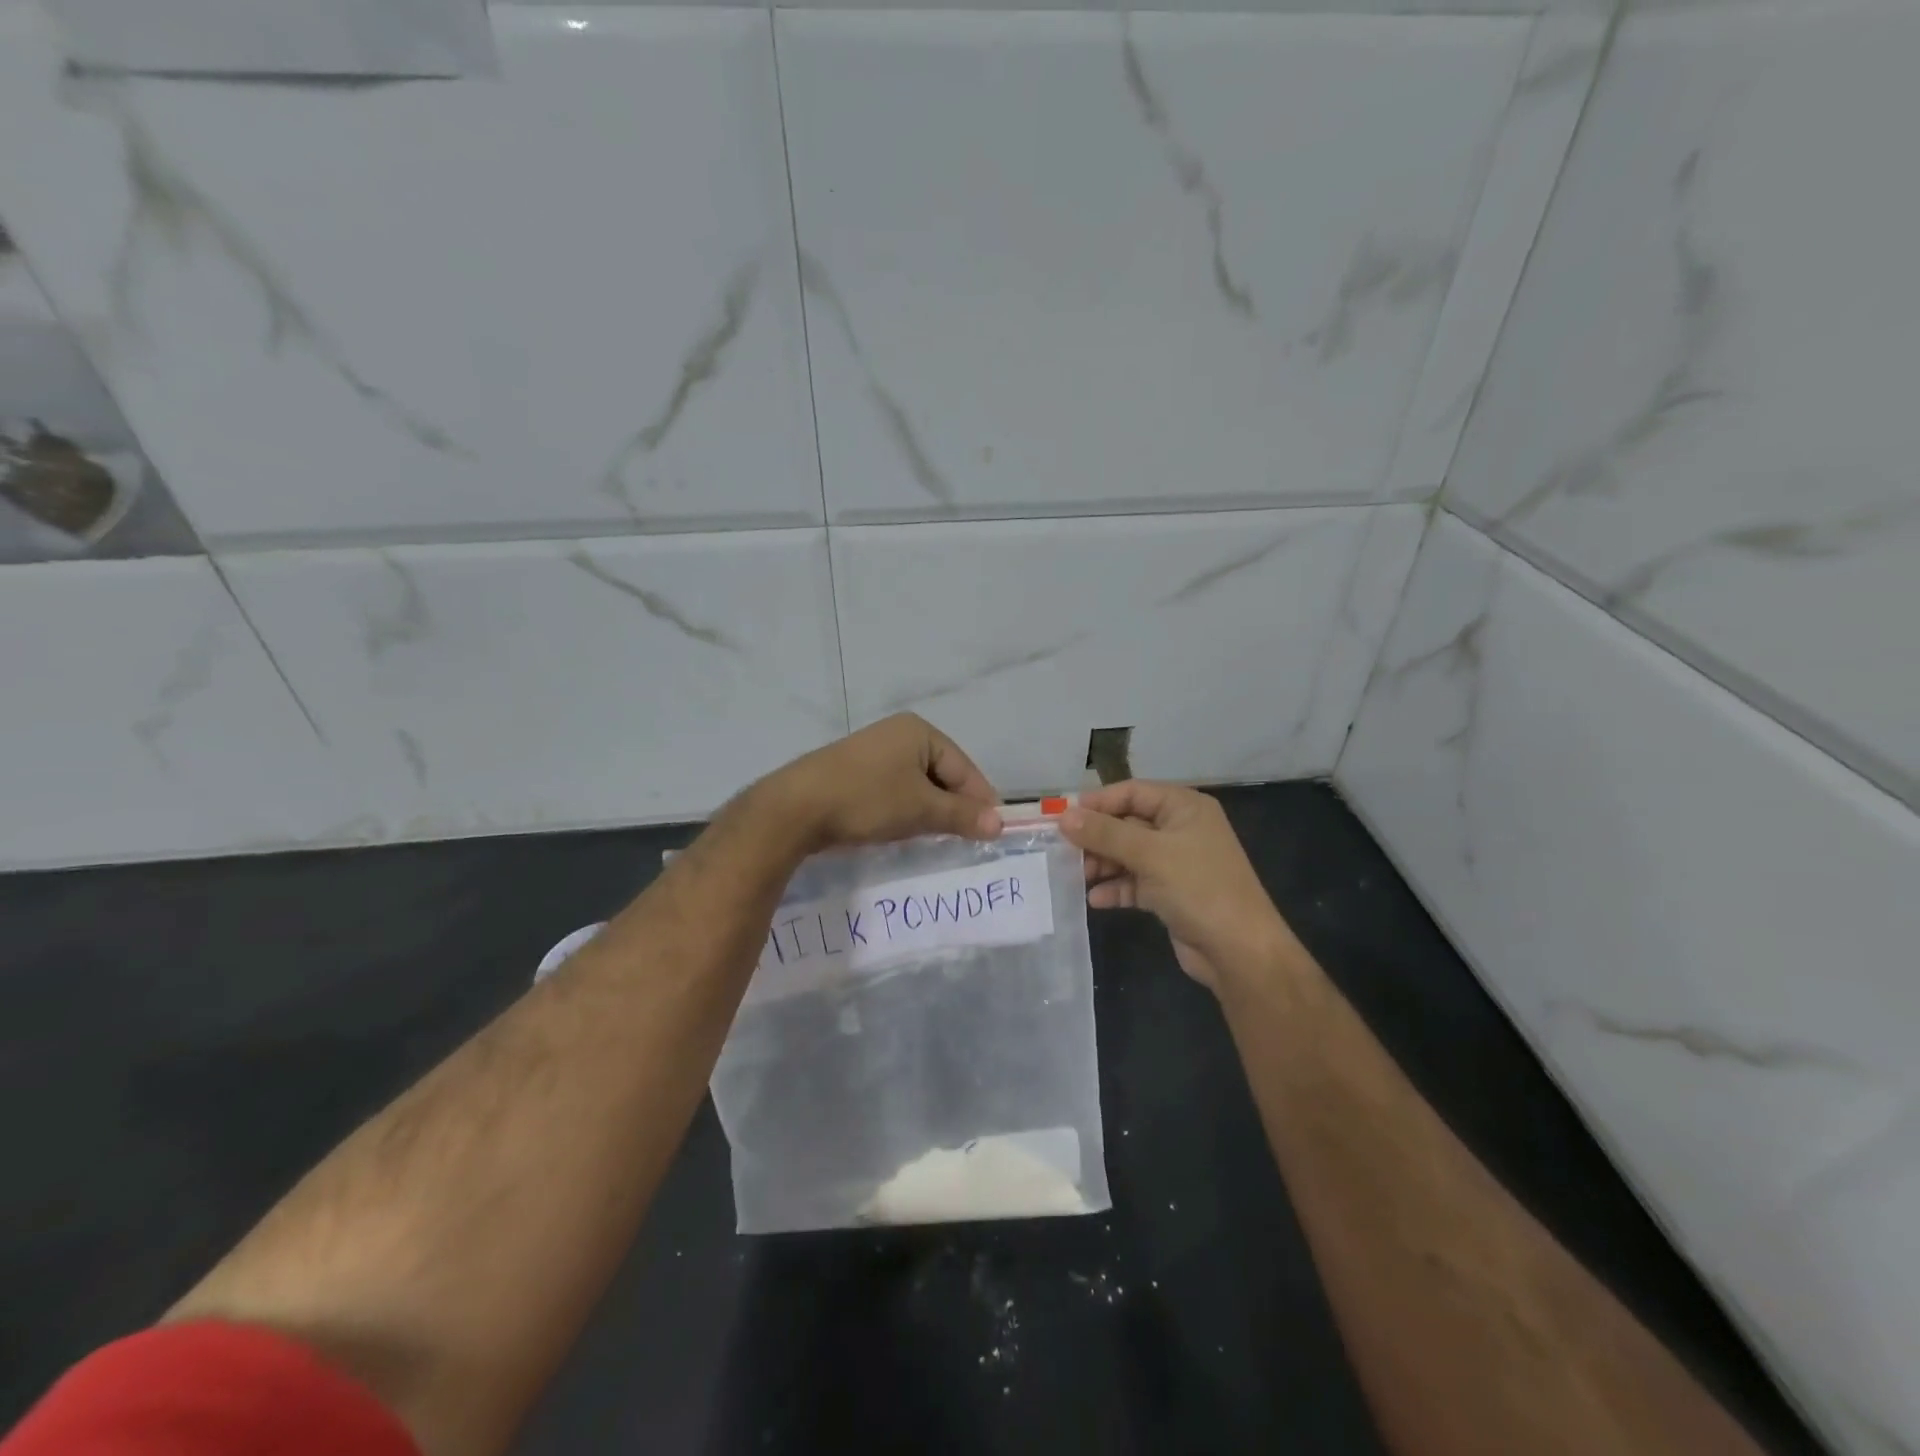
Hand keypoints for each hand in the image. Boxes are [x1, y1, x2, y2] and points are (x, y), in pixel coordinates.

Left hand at [760, 714, 1001, 852]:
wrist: (795, 808)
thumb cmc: (867, 800)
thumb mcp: (921, 809)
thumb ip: (962, 815)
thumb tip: (998, 824)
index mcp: (919, 732)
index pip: (964, 768)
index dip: (980, 801)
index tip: (992, 833)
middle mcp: (897, 734)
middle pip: (941, 774)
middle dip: (953, 807)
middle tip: (964, 840)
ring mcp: (872, 752)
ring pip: (916, 785)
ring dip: (928, 811)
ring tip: (934, 839)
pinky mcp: (853, 772)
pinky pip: (893, 790)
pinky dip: (903, 810)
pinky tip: (901, 830)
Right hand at [1060, 781, 1293, 988]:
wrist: (1240, 951)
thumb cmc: (1199, 888)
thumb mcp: (1150, 854)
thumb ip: (1105, 834)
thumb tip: (1063, 816)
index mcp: (1184, 808)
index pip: (1132, 792)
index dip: (1097, 802)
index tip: (1062, 817)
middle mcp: (1180, 829)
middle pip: (1126, 823)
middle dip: (1096, 837)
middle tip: (1062, 850)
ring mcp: (1175, 863)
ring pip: (1127, 854)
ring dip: (1102, 864)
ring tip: (1075, 876)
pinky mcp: (1170, 893)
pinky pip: (1135, 882)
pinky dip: (1116, 888)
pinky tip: (1095, 899)